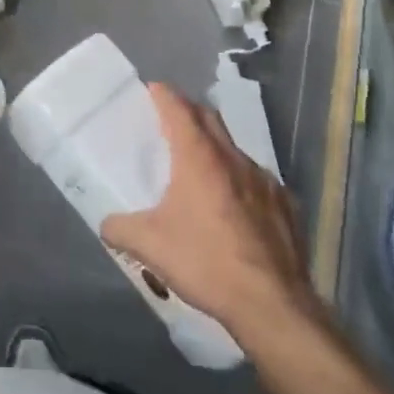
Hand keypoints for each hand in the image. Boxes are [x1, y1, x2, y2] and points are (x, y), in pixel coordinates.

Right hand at [101, 83, 316, 345]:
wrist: (271, 304)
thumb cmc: (205, 262)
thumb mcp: (149, 246)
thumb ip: (120, 228)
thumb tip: (107, 224)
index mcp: (199, 157)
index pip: (179, 108)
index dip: (163, 95)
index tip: (152, 89)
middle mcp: (234, 158)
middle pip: (209, 118)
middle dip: (189, 112)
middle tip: (170, 120)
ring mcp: (265, 180)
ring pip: (234, 150)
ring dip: (215, 149)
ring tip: (200, 171)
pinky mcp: (286, 205)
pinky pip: (257, 181)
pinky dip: (240, 183)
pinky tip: (234, 210)